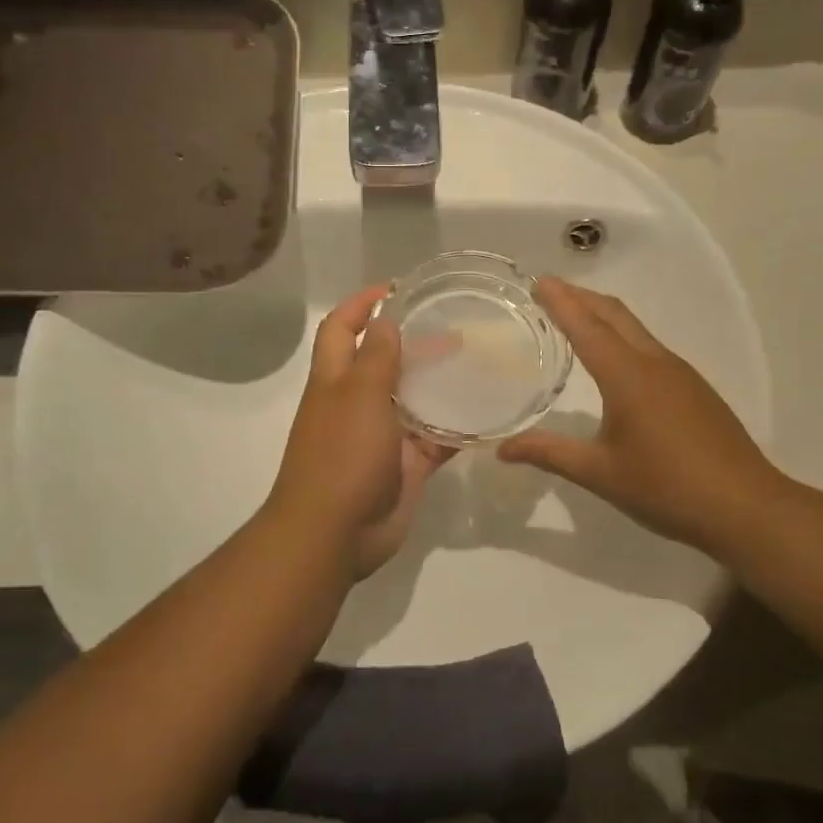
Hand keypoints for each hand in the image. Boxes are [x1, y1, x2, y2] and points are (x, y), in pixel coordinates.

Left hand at [267, 285, 455, 580]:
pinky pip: (435, 440)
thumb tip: (385, 319)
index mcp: (335, 380)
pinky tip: (487, 413)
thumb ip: (376, 356)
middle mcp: (356, 403)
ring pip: (414, 400)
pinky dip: (457, 428)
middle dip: (412, 342)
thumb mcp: (359, 396)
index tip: (396, 288)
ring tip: (478, 362)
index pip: (342, 328)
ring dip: (439, 383)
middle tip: (455, 327)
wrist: (335, 533)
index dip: (361, 304)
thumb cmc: (342, 456)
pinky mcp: (406, 466)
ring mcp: (382, 437)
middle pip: (383, 362)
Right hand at [496, 279, 785, 557]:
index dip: (561, 302)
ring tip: (575, 317)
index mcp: (628, 376)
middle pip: (615, 314)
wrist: (745, 507)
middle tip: (550, 290)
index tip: (538, 281)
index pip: (587, 327)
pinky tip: (615, 361)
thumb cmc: (666, 487)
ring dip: (603, 315)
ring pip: (636, 329)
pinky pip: (651, 348)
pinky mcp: (695, 389)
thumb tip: (502, 450)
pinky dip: (623, 337)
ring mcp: (680, 374)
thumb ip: (549, 453)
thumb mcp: (600, 473)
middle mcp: (655, 363)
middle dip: (581, 297)